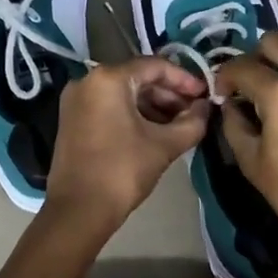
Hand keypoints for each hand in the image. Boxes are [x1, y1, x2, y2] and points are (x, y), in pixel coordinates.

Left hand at [45, 58, 210, 227]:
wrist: (78, 211)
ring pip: (124, 93)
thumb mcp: (164, 145)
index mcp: (108, 78)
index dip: (184, 79)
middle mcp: (87, 81)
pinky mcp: (72, 119)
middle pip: (138, 78)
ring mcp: (76, 100)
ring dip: (153, 105)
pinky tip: (155, 131)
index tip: (205, 95)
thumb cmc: (122, 171)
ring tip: (180, 124)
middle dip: (169, 94)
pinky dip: (133, 114)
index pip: (155, 66)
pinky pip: (109, 106)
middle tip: (194, 112)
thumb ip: (192, 122)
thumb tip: (205, 108)